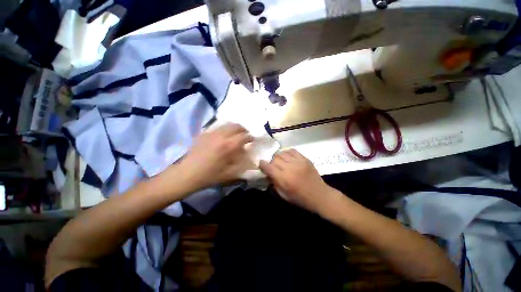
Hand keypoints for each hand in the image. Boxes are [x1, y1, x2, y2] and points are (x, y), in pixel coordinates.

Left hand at [180, 123, 253, 189]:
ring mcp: (211, 133)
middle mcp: (221, 136)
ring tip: (236, 134)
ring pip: (227, 124)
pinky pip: (217, 127)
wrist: (187, 174)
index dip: (250, 137)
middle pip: (236, 126)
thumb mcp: (230, 174)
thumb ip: (242, 164)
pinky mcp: (204, 134)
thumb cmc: (210, 176)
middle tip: (245, 135)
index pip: (244, 136)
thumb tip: (250, 156)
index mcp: (229, 146)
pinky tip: (223, 136)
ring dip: (234, 128)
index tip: (252, 140)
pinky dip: (224, 129)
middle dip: (243, 129)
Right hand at [259, 149, 331, 212]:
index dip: (262, 164)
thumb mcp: (283, 195)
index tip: (261, 164)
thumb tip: (268, 174)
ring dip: (279, 157)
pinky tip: (287, 157)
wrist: (320, 195)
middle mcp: (289, 167)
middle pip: (275, 158)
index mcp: (284, 178)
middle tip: (272, 166)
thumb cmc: (300, 198)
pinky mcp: (304, 159)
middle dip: (271, 161)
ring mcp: (298, 162)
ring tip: (280, 161)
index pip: (268, 167)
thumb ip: (274, 183)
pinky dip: (287, 153)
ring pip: (282, 153)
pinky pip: (292, 151)